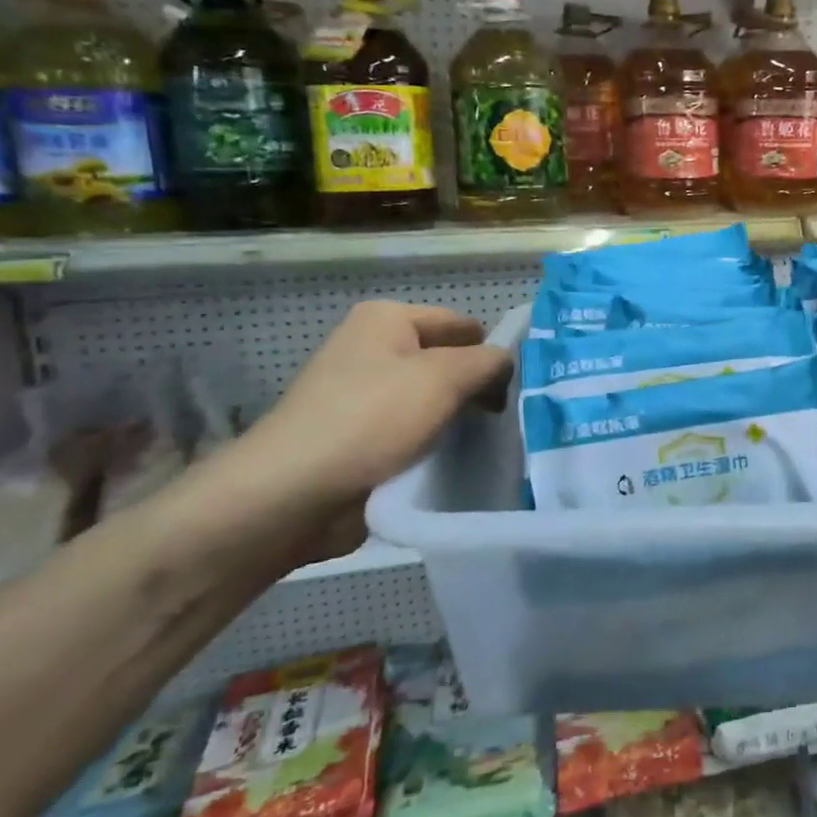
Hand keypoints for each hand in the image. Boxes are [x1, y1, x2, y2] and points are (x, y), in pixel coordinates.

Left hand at [203, 302, 512, 564]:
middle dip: (480, 389)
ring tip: (495, 442)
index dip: (494, 352)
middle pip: (450, 363)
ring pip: (436, 402)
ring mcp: (366, 397)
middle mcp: (375, 350)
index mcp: (387, 320)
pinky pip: (416, 434)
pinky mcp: (363, 439)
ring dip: (460, 421)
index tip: (524, 388)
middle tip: (514, 418)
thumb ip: (488, 362)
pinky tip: (462, 462)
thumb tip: (507, 365)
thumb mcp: (444, 377)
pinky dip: (437, 445)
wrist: (292, 496)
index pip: (464, 325)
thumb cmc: (370, 419)